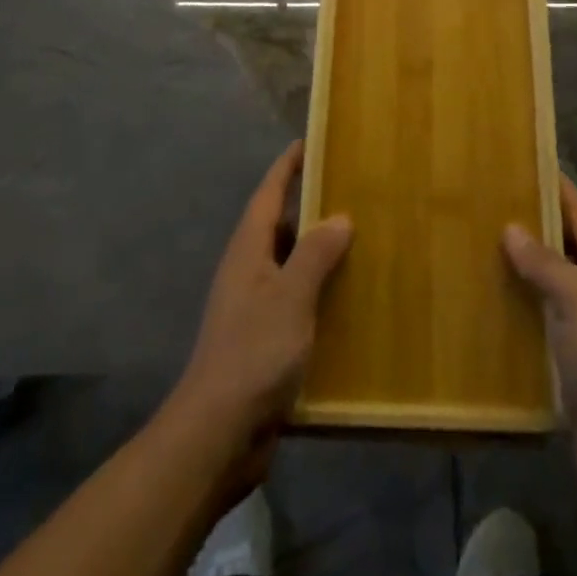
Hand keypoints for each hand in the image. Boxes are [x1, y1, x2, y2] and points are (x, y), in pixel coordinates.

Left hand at [169, 142, 352, 467]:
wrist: (217, 434)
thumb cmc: (253, 353)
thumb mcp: (290, 296)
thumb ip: (315, 254)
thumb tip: (339, 217)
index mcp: (248, 251)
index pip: (268, 194)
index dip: (287, 166)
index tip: (309, 142)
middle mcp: (248, 271)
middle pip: (279, 225)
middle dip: (309, 205)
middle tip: (350, 190)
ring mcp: (254, 308)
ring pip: (289, 265)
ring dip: (317, 250)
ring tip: (359, 239)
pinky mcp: (263, 341)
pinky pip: (295, 301)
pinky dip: (318, 291)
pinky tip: (348, 299)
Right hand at [504, 176, 576, 498]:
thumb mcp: (576, 299)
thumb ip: (544, 261)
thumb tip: (511, 227)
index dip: (554, 185)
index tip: (521, 162)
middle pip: (562, 243)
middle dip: (529, 222)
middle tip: (485, 202)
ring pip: (548, 280)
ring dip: (519, 265)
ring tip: (476, 244)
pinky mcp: (570, 356)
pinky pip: (539, 317)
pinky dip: (517, 305)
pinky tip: (486, 301)